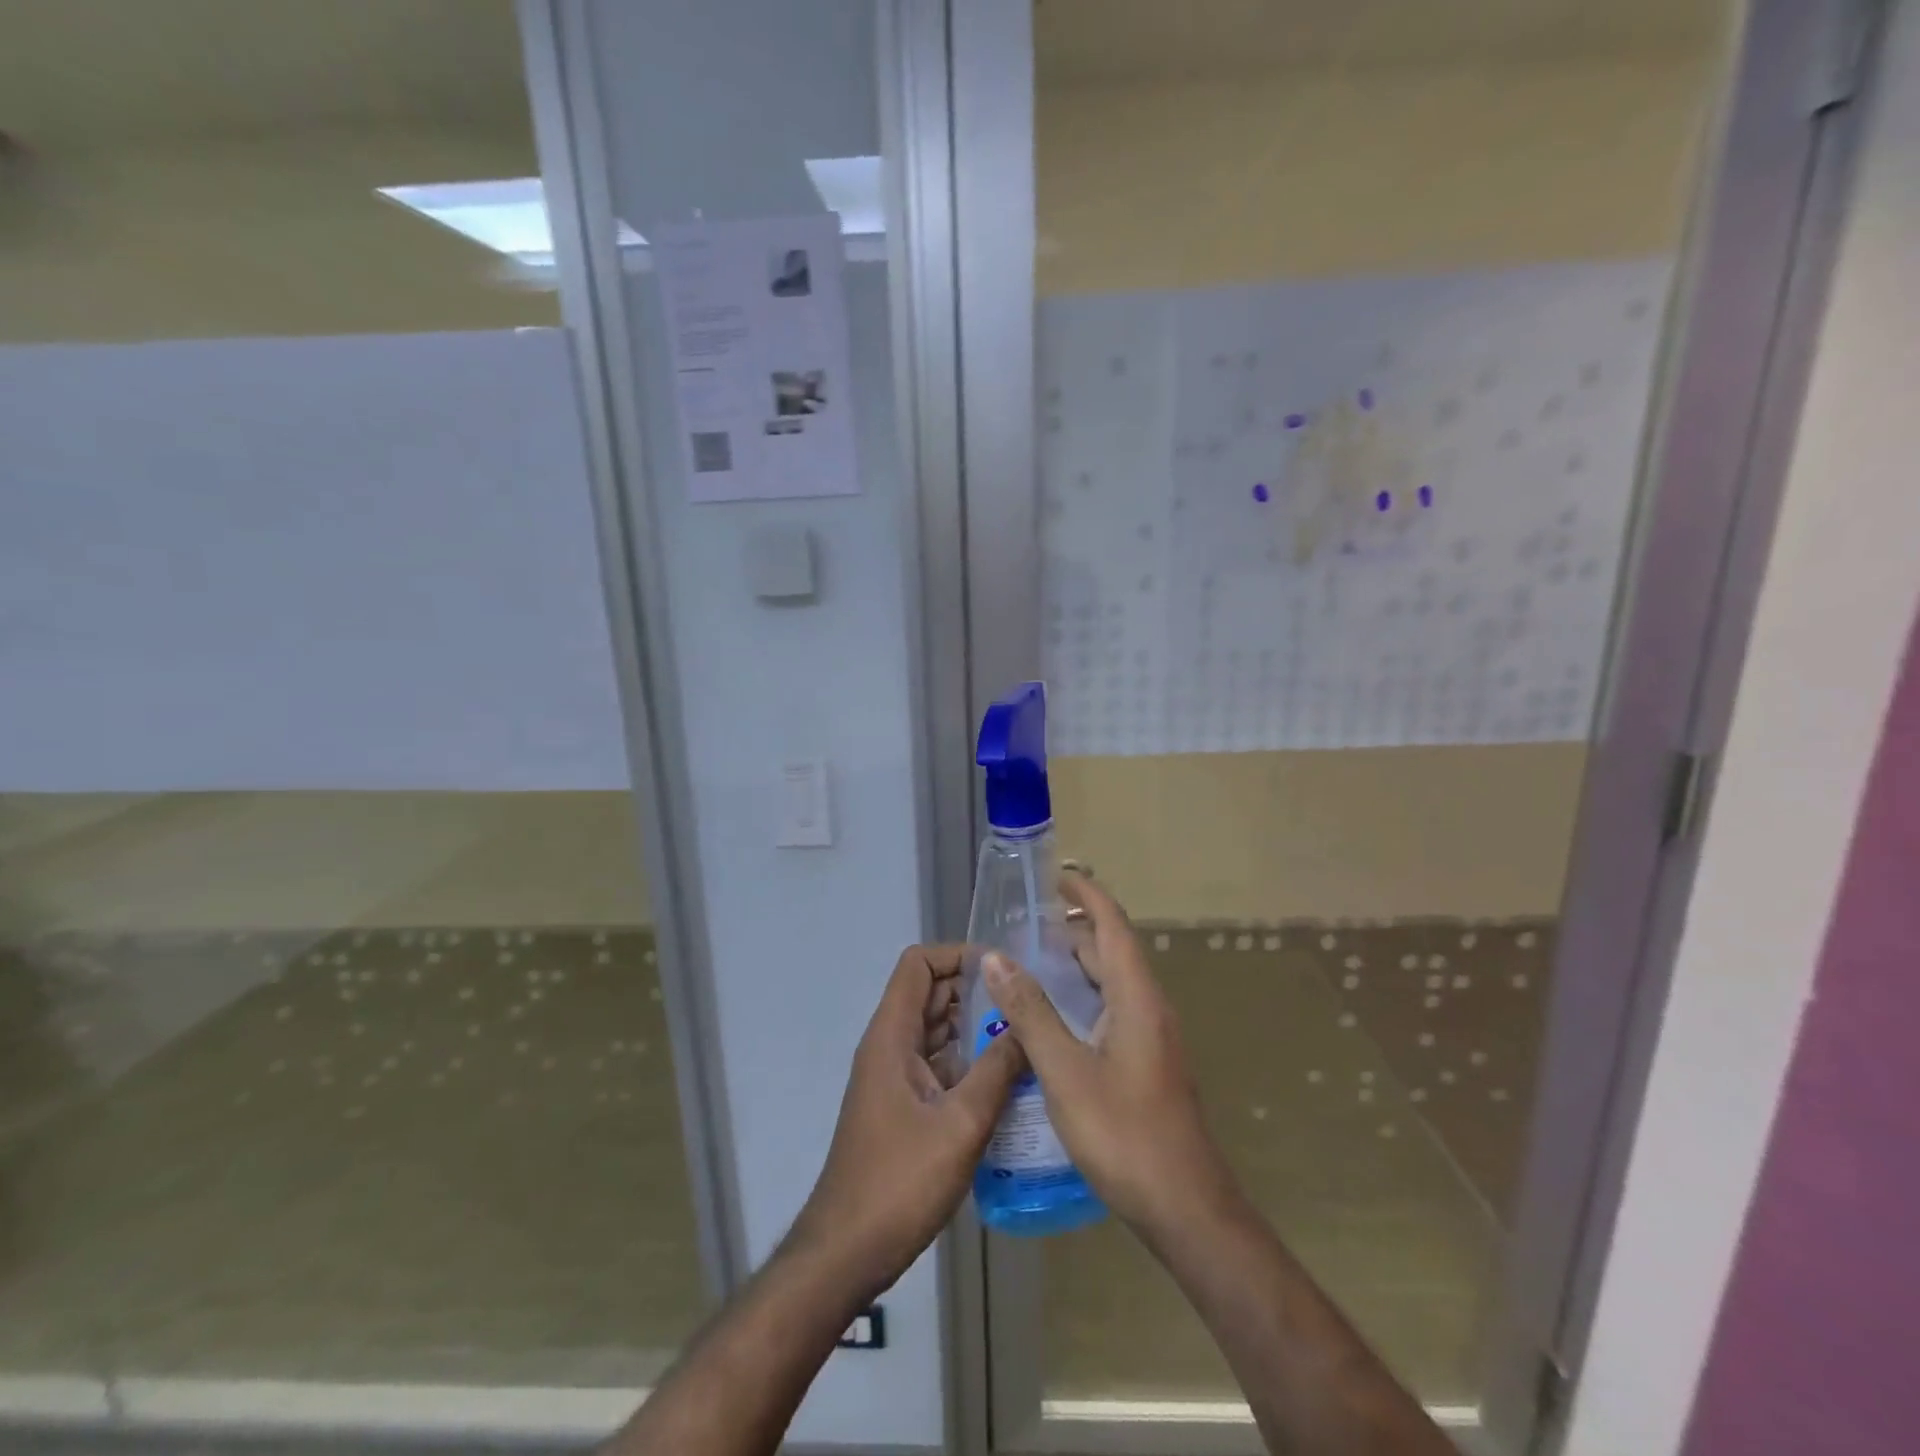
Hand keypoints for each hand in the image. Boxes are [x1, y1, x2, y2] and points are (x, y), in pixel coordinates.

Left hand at [789, 944, 1023, 1296]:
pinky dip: (968, 1061)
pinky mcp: (902, 1105)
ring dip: (975, 1027)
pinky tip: (1007, 1079)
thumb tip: (1028, 1027)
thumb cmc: (899, 1182)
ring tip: (1026, 1035)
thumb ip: (997, 1070)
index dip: (957, 956)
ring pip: (936, 1030)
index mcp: (892, 1036)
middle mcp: (889, 1046)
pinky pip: (938, 1064)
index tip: (1003, 969)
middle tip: (1027, 1003)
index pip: (918, 964)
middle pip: (930, 993)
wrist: (846, 1252)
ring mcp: (894, 1077)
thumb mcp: (961, 1124)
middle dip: (976, 990)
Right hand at [983, 872, 1236, 1237]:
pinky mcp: (1148, 1061)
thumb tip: (995, 958)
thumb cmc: (1124, 1134)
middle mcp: (1149, 1007)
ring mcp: (1152, 1036)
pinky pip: (1113, 1009)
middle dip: (1072, 930)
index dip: (1086, 895)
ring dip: (1076, 965)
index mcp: (1136, 997)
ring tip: (1030, 963)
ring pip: (1112, 982)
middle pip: (1111, 950)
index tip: (1054, 876)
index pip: (1112, 925)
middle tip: (1024, 925)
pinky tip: (1052, 1019)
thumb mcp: (1065, 1071)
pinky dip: (1083, 996)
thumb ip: (1030, 1012)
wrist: (1185, 1207)